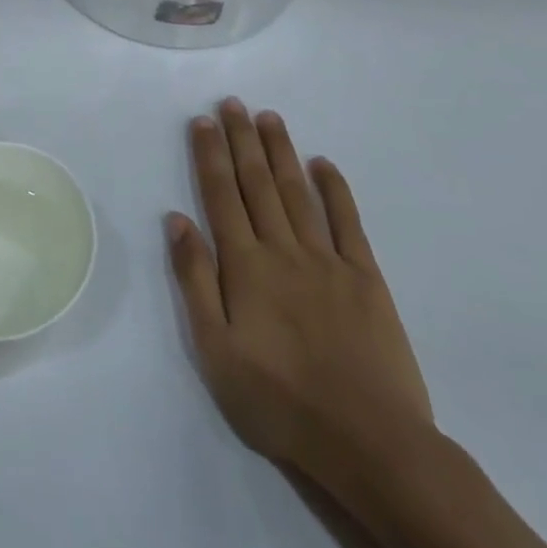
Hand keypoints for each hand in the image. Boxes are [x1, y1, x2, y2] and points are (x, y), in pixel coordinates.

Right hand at [166, 101, 434, 504]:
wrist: (370, 444)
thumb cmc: (278, 401)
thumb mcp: (214, 349)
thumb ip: (194, 279)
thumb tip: (176, 219)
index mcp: (244, 266)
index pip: (221, 195)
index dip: (210, 155)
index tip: (202, 120)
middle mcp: (283, 250)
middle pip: (257, 183)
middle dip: (242, 139)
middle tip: (232, 102)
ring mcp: (328, 261)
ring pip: (298, 193)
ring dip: (281, 152)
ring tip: (269, 117)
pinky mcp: (366, 279)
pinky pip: (348, 223)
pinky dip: (336, 190)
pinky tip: (324, 164)